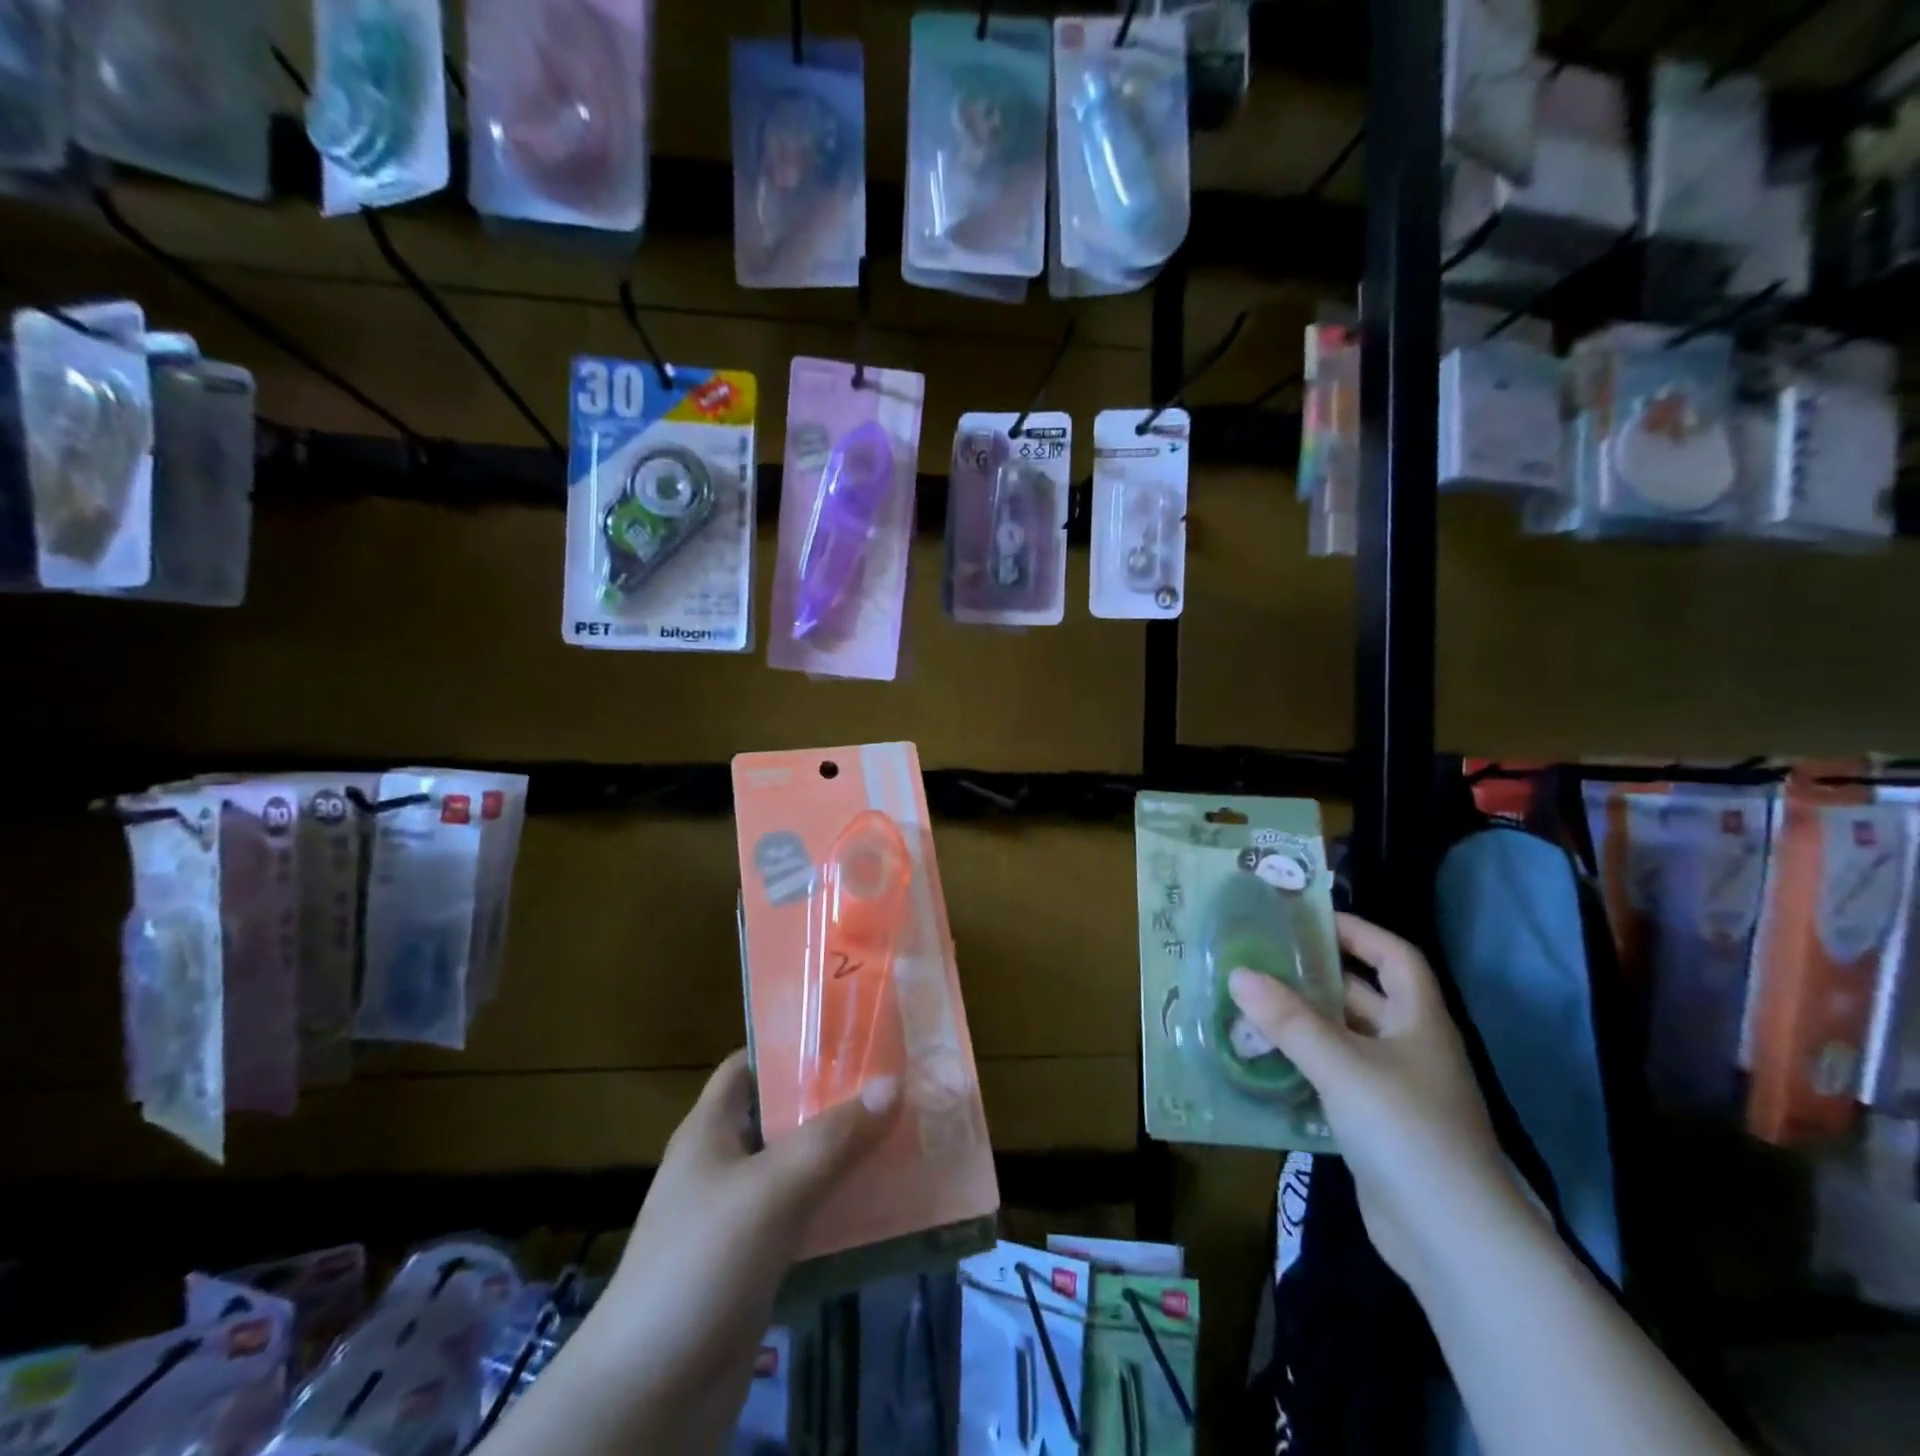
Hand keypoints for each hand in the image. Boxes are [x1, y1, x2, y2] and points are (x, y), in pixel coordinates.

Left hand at [508, 1051, 897, 1455]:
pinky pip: (806, 1216)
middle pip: (784, 1112)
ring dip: (844, 1152)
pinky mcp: (756, 1262)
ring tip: (904, 1130)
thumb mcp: (771, 1189)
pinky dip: (839, 1204)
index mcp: (711, 1128)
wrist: (648, 1399)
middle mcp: (724, 1162)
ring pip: (800, 1166)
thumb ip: (833, 1137)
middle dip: (835, 1097)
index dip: (794, 1043)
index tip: (851, 1032)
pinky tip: (885, 1200)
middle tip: (895, 1078)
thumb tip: (893, 1081)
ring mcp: (739, 1215)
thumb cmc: (700, 1264)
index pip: (751, 1063)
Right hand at [1228, 913, 1525, 1287]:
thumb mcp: (1342, 1065)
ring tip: (1250, 1003)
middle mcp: (1411, 1048)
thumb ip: (1288, 1020)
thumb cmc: (1406, 1131)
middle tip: (1262, 958)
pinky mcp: (1376, 1127)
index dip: (1358, 932)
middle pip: (1364, 996)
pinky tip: (1263, 1061)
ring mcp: (1395, 1090)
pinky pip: (1334, 1079)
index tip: (1309, 919)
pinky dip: (1303, 1065)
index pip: (1395, 957)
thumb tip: (1238, 973)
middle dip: (1317, 976)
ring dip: (1303, 1023)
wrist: (1452, 1241)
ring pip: (1344, 1040)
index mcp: (1419, 1022)